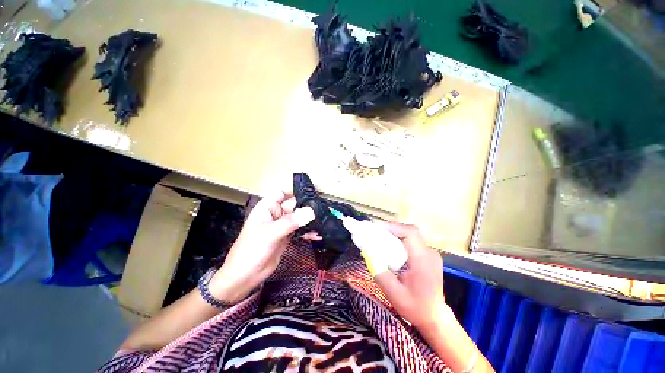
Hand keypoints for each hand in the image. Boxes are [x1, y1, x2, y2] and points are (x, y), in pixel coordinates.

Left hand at [209, 191, 314, 302]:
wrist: (245, 277)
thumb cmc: (251, 251)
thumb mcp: (270, 234)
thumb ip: (290, 222)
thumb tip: (310, 212)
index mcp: (267, 207)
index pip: (283, 192)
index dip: (295, 191)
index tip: (311, 193)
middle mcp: (276, 214)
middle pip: (294, 205)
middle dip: (307, 207)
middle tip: (322, 211)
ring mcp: (282, 225)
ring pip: (299, 217)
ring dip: (309, 220)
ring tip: (321, 223)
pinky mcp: (287, 236)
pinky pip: (300, 229)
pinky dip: (308, 231)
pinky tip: (316, 234)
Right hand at [373, 223, 446, 329]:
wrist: (434, 317)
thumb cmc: (415, 307)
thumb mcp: (394, 294)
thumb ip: (380, 273)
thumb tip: (368, 253)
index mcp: (423, 261)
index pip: (410, 233)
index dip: (393, 227)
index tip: (376, 229)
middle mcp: (430, 253)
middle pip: (409, 231)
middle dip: (391, 229)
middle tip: (375, 234)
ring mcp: (431, 253)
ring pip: (411, 235)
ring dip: (395, 234)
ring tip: (380, 239)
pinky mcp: (429, 255)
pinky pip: (413, 241)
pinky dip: (400, 240)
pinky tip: (391, 248)